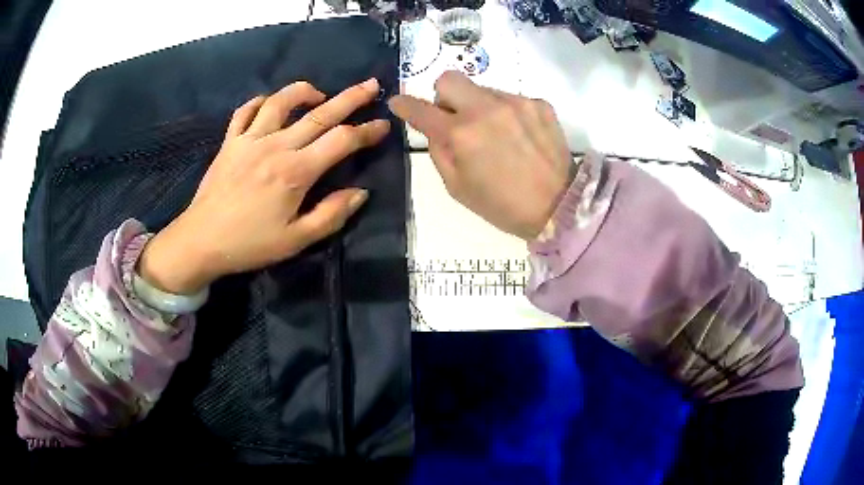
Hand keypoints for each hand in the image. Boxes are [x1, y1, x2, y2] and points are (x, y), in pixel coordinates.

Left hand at [138, 79, 389, 294]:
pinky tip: (270, 104)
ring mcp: (250, 139)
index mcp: (296, 172)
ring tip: (319, 93)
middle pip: (320, 114)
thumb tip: (360, 192)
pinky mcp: (230, 142)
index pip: (341, 141)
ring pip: (281, 101)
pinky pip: (246, 111)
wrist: (201, 241)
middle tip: (371, 85)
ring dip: (304, 91)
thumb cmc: (250, 244)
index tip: (383, 125)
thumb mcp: (296, 241)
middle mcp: (276, 146)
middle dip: (351, 97)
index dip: (366, 131)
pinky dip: (260, 101)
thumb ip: (331, 215)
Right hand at [389, 71, 571, 240]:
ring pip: (482, 89)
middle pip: (449, 78)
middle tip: (456, 119)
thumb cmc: (503, 205)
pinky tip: (519, 134)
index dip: (404, 104)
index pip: (421, 109)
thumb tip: (433, 127)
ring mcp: (516, 102)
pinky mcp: (539, 103)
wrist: (559, 206)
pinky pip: (510, 98)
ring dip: (479, 106)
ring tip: (497, 134)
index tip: (399, 102)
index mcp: (461, 135)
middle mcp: (485, 109)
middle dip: (444, 96)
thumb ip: (438, 151)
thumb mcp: (457, 187)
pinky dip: (506, 112)